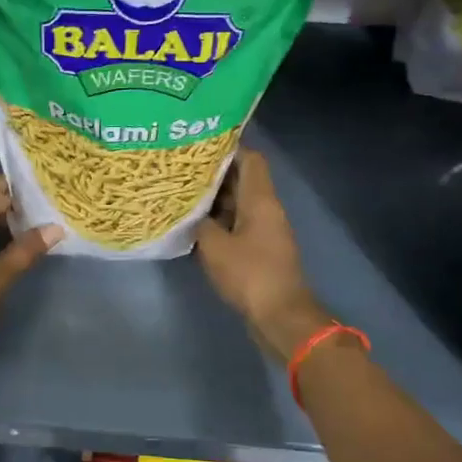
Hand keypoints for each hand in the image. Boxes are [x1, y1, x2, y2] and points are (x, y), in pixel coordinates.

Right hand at [195, 149, 330, 360]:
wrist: (279, 315)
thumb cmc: (249, 274)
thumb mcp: (214, 246)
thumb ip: (200, 223)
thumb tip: (193, 214)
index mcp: (260, 199)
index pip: (250, 159)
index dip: (227, 148)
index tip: (199, 147)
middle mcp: (266, 208)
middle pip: (243, 180)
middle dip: (214, 174)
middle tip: (182, 170)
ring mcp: (265, 230)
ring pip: (239, 203)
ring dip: (215, 200)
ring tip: (182, 194)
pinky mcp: (260, 250)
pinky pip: (238, 225)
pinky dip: (220, 221)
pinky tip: (195, 225)